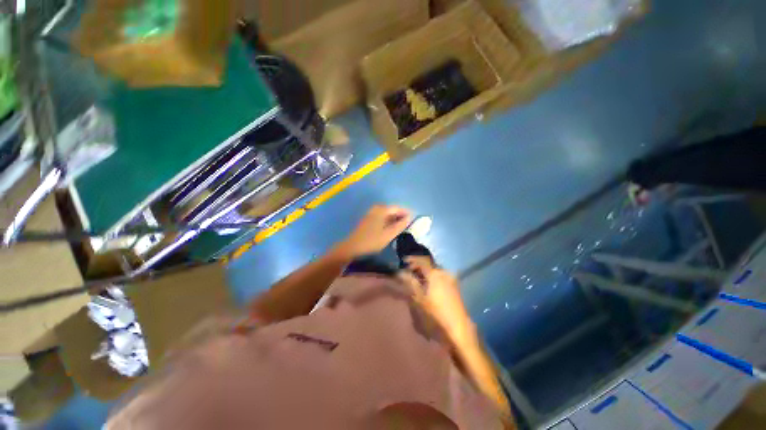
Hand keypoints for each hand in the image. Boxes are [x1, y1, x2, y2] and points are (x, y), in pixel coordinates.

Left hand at [337, 205, 411, 257]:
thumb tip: (409, 218)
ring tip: (401, 227)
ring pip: (387, 214)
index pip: (397, 207)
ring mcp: (371, 213)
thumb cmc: (372, 241)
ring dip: (394, 219)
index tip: (413, 219)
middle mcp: (376, 208)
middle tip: (408, 224)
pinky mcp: (368, 219)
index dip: (406, 213)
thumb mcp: (389, 234)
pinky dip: (388, 221)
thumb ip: (400, 225)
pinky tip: (391, 229)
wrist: (353, 247)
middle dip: (400, 216)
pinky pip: (382, 217)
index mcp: (381, 209)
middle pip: (392, 210)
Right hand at [398, 258, 467, 337]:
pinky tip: (427, 285)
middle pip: (429, 264)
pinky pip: (440, 276)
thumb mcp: (419, 299)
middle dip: (418, 266)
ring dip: (425, 272)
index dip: (412, 259)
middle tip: (408, 271)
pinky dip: (432, 277)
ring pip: (435, 271)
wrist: (458, 329)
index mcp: (436, 274)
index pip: (422, 260)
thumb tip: (401, 272)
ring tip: (416, 279)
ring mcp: (451, 279)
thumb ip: (410, 283)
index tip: (403, 261)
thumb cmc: (436, 314)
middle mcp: (444, 273)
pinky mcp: (454, 287)